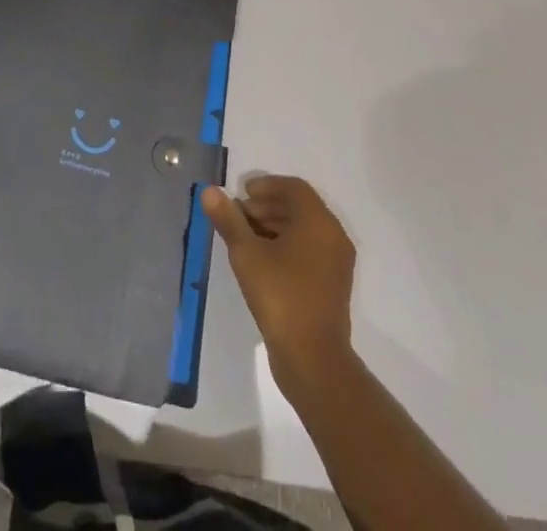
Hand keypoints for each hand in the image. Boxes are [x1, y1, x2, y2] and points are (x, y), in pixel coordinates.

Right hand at [203, 175, 356, 393]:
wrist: (313, 360)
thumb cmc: (280, 296)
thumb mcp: (247, 254)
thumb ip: (228, 219)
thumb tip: (209, 191)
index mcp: (319, 222)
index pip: (294, 187)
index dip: (266, 185)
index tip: (241, 193)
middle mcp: (333, 236)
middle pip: (299, 207)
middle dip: (267, 205)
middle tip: (238, 215)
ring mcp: (336, 263)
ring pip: (304, 229)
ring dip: (274, 225)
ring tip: (245, 237)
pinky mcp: (333, 285)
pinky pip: (309, 250)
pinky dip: (287, 245)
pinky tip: (262, 260)